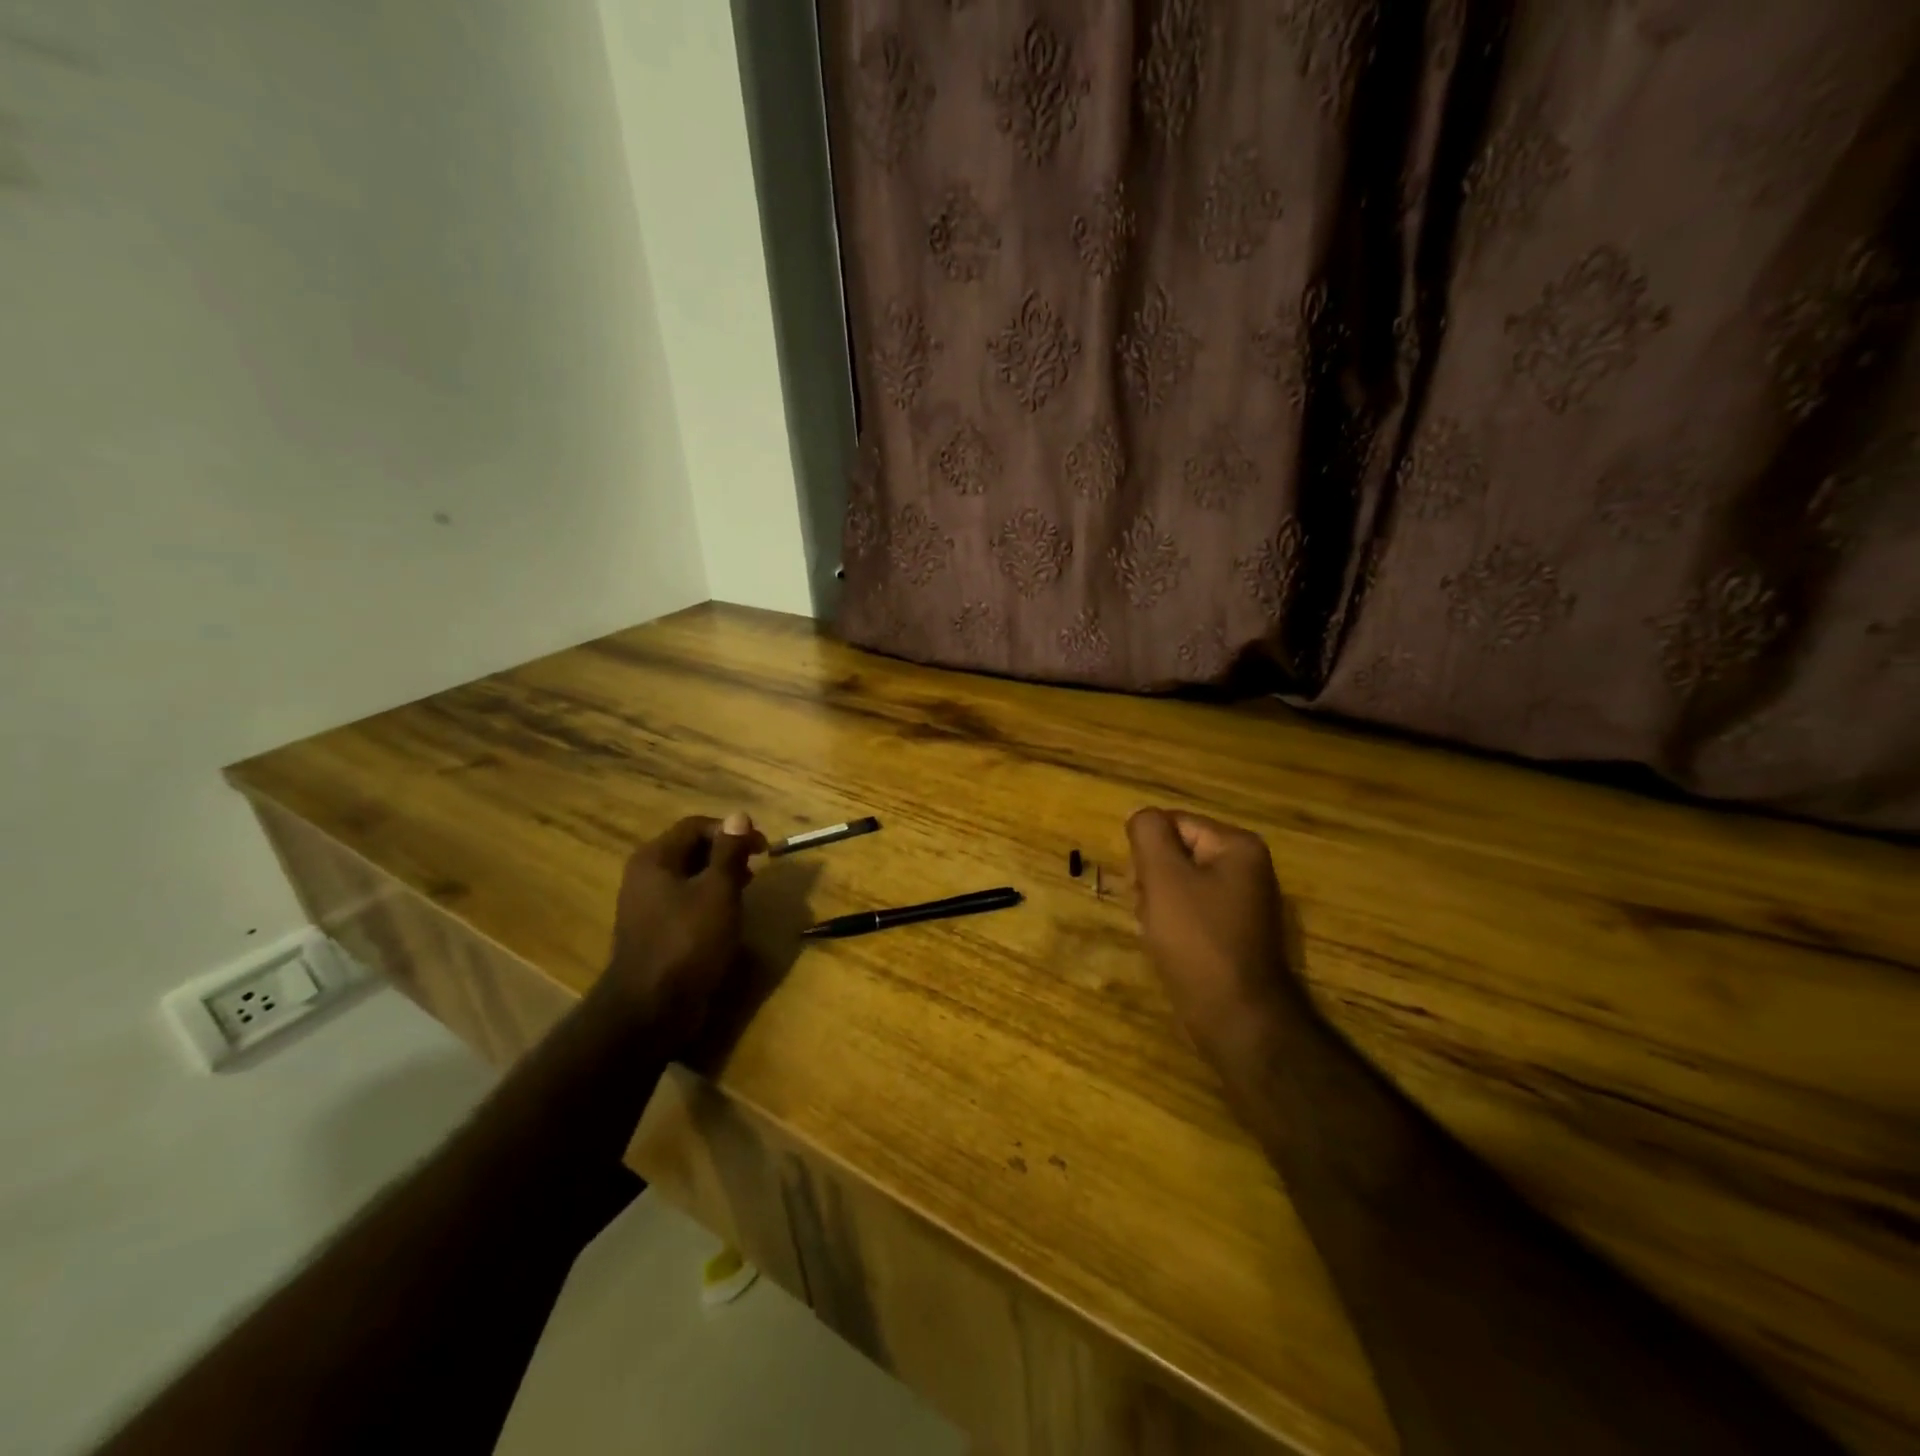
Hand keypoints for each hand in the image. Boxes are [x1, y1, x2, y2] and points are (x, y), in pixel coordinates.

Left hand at [596, 811, 767, 1049]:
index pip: (696, 826)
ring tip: (746, 892)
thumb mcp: (719, 891)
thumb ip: (730, 852)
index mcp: (655, 858)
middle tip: (756, 870)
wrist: (651, 1009)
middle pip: (691, 849)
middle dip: (727, 854)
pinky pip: (684, 903)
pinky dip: (707, 902)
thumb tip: (739, 815)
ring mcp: (645, 906)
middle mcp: (644, 876)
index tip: (763, 849)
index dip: (732, 831)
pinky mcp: (654, 932)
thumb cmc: (689, 941)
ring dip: (719, 879)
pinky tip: (726, 918)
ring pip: (689, 877)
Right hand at [1126, 808, 1308, 1057]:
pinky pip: (1192, 913)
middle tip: (1149, 911)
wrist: (1236, 1017)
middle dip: (1152, 879)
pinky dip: (1174, 926)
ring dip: (1158, 904)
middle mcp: (1247, 868)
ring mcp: (1243, 903)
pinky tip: (1170, 948)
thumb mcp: (1163, 877)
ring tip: (1158, 933)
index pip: (1173, 824)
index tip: (1141, 886)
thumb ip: (1148, 834)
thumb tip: (1142, 817)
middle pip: (1176, 853)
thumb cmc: (1197, 940)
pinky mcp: (1235, 933)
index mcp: (1237, 846)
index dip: (1148, 852)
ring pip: (1179, 886)